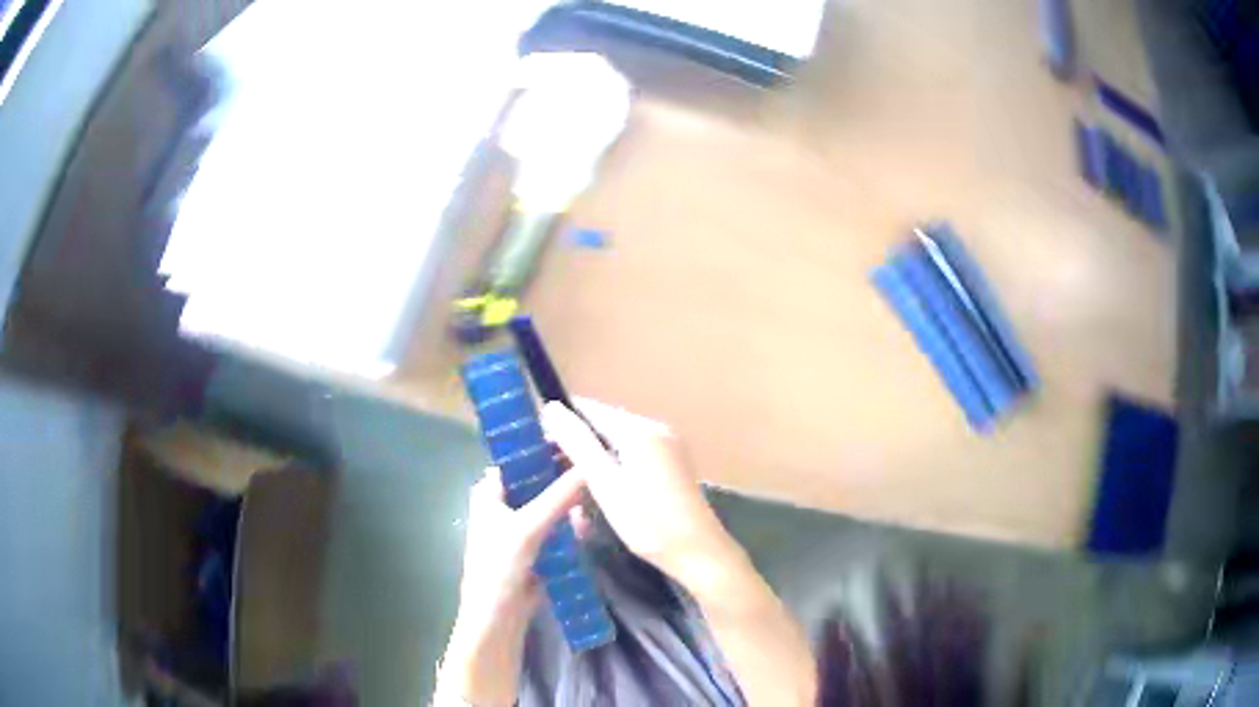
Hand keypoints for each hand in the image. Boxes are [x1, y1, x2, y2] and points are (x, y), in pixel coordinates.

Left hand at [437, 466, 585, 706]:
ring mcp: (523, 525)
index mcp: (491, 491)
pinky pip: (559, 526)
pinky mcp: (539, 545)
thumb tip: (590, 463)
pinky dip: (572, 524)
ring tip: (597, 494)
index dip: (547, 447)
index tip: (580, 438)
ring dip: (572, 501)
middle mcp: (505, 503)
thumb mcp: (528, 527)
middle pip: (540, 480)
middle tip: (596, 466)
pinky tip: (587, 525)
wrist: (499, 614)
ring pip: (553, 503)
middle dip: (565, 475)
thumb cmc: (500, 565)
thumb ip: (559, 496)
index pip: (521, 458)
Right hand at [540, 399, 740, 596]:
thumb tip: (552, 407)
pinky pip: (636, 454)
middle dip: (580, 440)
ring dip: (597, 455)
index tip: (539, 442)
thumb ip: (578, 444)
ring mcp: (670, 447)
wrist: (698, 552)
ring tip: (572, 479)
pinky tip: (604, 487)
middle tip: (552, 466)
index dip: (564, 421)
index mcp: (640, 430)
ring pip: (621, 441)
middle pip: (607, 424)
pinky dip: (616, 464)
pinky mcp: (674, 465)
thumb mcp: (605, 484)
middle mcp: (658, 429)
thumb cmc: (648, 522)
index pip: (592, 410)